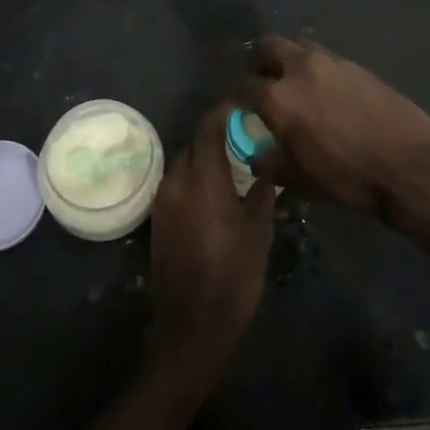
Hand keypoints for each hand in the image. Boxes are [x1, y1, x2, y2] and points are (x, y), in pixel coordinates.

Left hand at [147, 105, 274, 379]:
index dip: (227, 110)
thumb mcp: (259, 227)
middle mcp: (176, 179)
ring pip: (185, 161)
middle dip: (217, 132)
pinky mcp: (158, 217)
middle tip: (245, 132)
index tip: (247, 104)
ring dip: (206, 154)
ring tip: (234, 157)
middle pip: (195, 140)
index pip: (210, 124)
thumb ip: (264, 185)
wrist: (193, 325)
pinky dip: (196, 175)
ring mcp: (163, 198)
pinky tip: (217, 186)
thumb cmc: (234, 273)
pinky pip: (178, 182)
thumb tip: (270, 157)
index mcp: (202, 175)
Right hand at [244, 36, 429, 218]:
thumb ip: (270, 163)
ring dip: (289, 59)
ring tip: (294, 83)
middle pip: (267, 46)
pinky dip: (316, 68)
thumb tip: (256, 155)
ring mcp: (331, 61)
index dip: (239, 98)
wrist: (408, 164)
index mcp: (279, 98)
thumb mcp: (300, 180)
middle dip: (259, 60)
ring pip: (298, 46)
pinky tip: (325, 91)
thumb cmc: (348, 178)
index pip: (245, 87)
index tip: (241, 108)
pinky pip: (325, 58)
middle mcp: (300, 68)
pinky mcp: (355, 64)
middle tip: (262, 79)